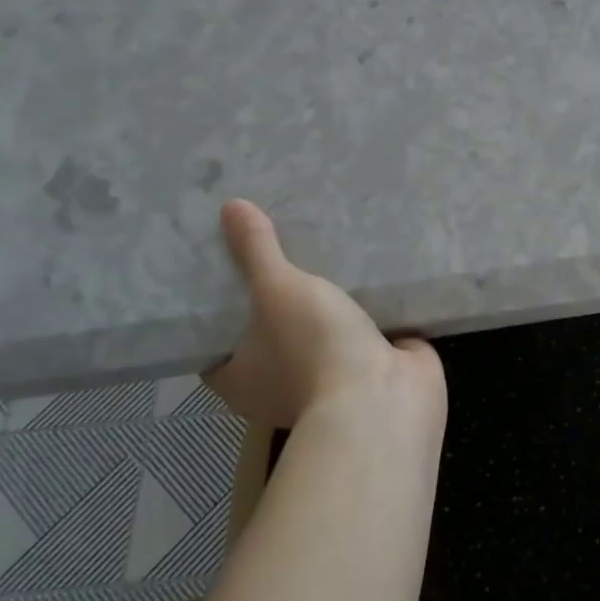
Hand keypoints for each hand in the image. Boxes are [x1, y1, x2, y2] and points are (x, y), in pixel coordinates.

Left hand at [204, 199, 445, 430]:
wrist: (384, 395)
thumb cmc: (313, 349)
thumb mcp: (277, 290)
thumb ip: (257, 251)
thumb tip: (229, 205)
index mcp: (240, 378)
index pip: (215, 340)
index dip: (216, 308)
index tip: (222, 268)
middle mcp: (279, 383)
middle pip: (270, 331)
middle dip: (278, 297)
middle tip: (278, 247)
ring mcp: (330, 379)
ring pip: (321, 330)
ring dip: (328, 302)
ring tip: (326, 251)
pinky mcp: (372, 367)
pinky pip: (364, 329)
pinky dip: (368, 307)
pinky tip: (371, 269)